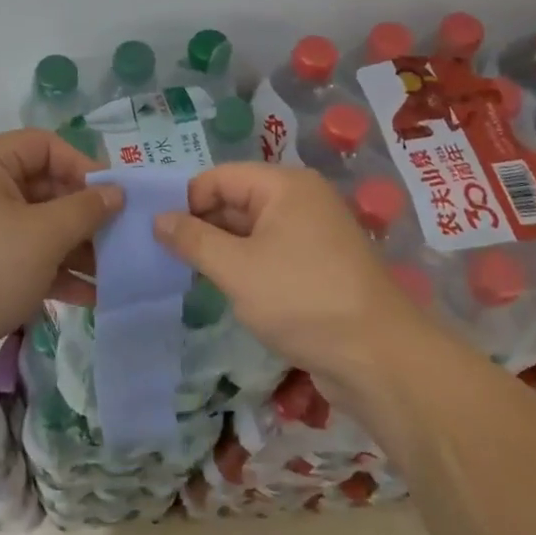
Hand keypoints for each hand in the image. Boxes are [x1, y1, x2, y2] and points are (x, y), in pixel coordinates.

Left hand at [0, 129, 120, 390]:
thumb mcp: (43, 236)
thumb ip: (86, 210)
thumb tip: (117, 192)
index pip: (45, 146)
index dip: (83, 166)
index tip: (116, 197)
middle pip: (44, 187)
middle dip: (84, 214)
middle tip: (121, 236)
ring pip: (38, 227)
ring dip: (76, 247)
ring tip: (114, 270)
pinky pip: (25, 258)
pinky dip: (54, 271)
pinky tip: (89, 295)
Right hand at [153, 164, 420, 401]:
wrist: (378, 357)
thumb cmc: (302, 299)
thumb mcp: (237, 269)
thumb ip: (193, 240)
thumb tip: (157, 219)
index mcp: (285, 186)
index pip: (220, 177)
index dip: (186, 201)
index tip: (157, 234)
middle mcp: (301, 200)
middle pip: (236, 200)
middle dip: (202, 226)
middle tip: (164, 257)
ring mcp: (313, 234)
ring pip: (252, 230)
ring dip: (222, 250)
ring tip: (187, 275)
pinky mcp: (319, 266)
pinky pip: (271, 253)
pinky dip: (246, 266)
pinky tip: (225, 290)